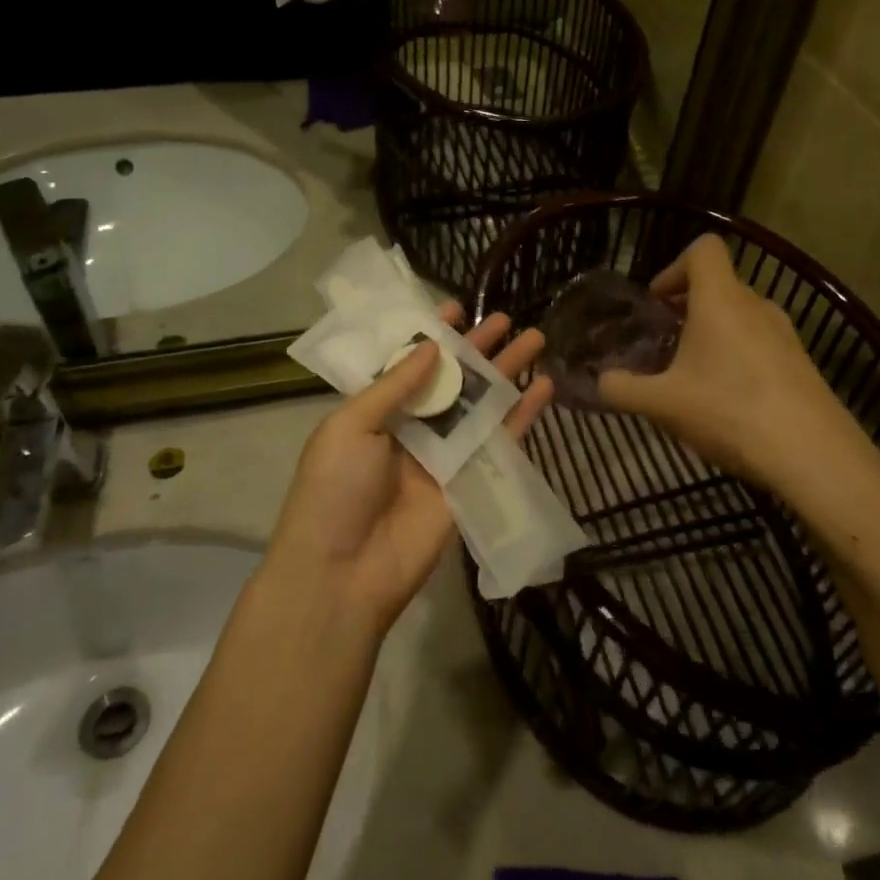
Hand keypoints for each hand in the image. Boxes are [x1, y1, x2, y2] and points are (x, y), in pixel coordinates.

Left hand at [265, 304, 551, 632]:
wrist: (344, 572)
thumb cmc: (335, 489)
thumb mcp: (351, 425)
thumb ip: (395, 384)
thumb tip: (432, 344)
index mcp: (376, 410)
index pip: (408, 363)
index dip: (432, 336)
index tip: (456, 307)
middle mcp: (412, 427)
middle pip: (452, 379)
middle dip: (478, 348)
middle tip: (506, 318)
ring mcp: (443, 455)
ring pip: (481, 405)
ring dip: (507, 373)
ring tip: (535, 339)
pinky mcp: (469, 482)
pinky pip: (500, 442)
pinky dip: (523, 416)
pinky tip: (544, 388)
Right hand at [599, 235, 879, 546]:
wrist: (815, 457)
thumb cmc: (730, 412)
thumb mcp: (662, 404)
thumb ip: (622, 389)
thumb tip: (599, 382)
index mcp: (721, 300)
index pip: (703, 249)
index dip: (674, 267)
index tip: (656, 303)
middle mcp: (757, 306)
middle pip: (719, 285)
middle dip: (687, 307)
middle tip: (663, 343)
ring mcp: (786, 336)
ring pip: (740, 316)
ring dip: (712, 333)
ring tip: (691, 374)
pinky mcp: (802, 365)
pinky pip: (760, 344)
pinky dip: (737, 356)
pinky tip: (726, 401)